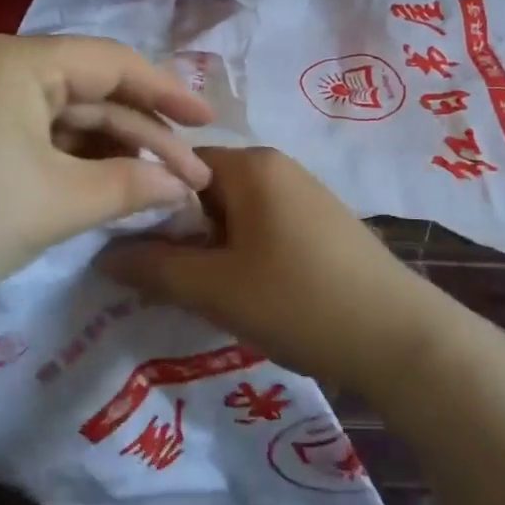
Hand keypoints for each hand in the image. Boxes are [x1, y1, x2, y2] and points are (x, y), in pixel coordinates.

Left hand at [0, 34, 213, 334]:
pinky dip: (79, 161)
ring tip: (163, 183)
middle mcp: (0, 67)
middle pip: (92, 90)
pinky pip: (42, 137)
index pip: (112, 63)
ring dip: (115, 149)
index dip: (168, 92)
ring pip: (68, 117)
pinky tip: (113, 185)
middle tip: (193, 169)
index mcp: (19, 61)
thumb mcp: (58, 202)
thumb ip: (130, 185)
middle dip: (145, 131)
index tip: (211, 122)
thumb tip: (182, 187)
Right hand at [97, 147, 448, 394]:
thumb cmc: (299, 301)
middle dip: (180, 232)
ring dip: (211, 248)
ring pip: (235, 213)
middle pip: (206, 189)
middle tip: (161, 278)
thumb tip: (103, 254)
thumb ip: (153, 267)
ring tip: (200, 292)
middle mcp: (279, 167)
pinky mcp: (323, 225)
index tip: (127, 247)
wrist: (401, 339)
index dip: (147, 204)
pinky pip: (264, 228)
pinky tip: (245, 294)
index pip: (177, 166)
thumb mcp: (215, 288)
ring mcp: (306, 195)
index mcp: (251, 165)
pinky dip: (243, 254)